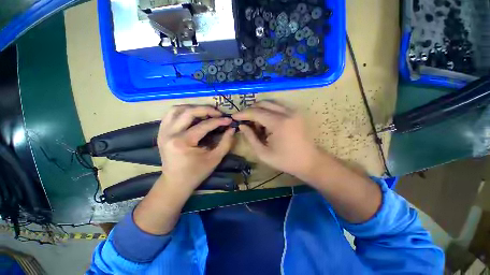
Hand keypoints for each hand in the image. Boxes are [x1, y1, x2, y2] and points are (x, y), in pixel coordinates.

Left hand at [158, 105, 234, 193]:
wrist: (175, 182)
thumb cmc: (196, 173)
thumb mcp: (215, 159)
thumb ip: (225, 142)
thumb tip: (232, 128)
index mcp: (183, 142)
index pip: (204, 125)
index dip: (219, 121)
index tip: (229, 119)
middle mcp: (170, 134)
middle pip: (189, 112)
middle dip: (206, 109)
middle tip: (218, 113)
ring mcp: (163, 131)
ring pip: (177, 109)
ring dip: (193, 108)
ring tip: (206, 112)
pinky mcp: (161, 132)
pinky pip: (170, 114)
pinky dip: (183, 111)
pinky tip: (192, 115)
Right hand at [232, 101, 322, 181]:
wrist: (309, 161)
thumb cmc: (285, 160)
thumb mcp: (263, 153)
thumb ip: (250, 137)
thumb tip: (242, 126)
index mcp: (279, 123)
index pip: (256, 112)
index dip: (243, 113)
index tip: (233, 116)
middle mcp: (287, 112)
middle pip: (263, 103)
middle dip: (251, 111)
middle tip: (245, 121)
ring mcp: (293, 111)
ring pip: (270, 103)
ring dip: (260, 110)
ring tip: (257, 124)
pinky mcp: (296, 113)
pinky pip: (278, 106)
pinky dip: (269, 111)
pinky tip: (267, 123)